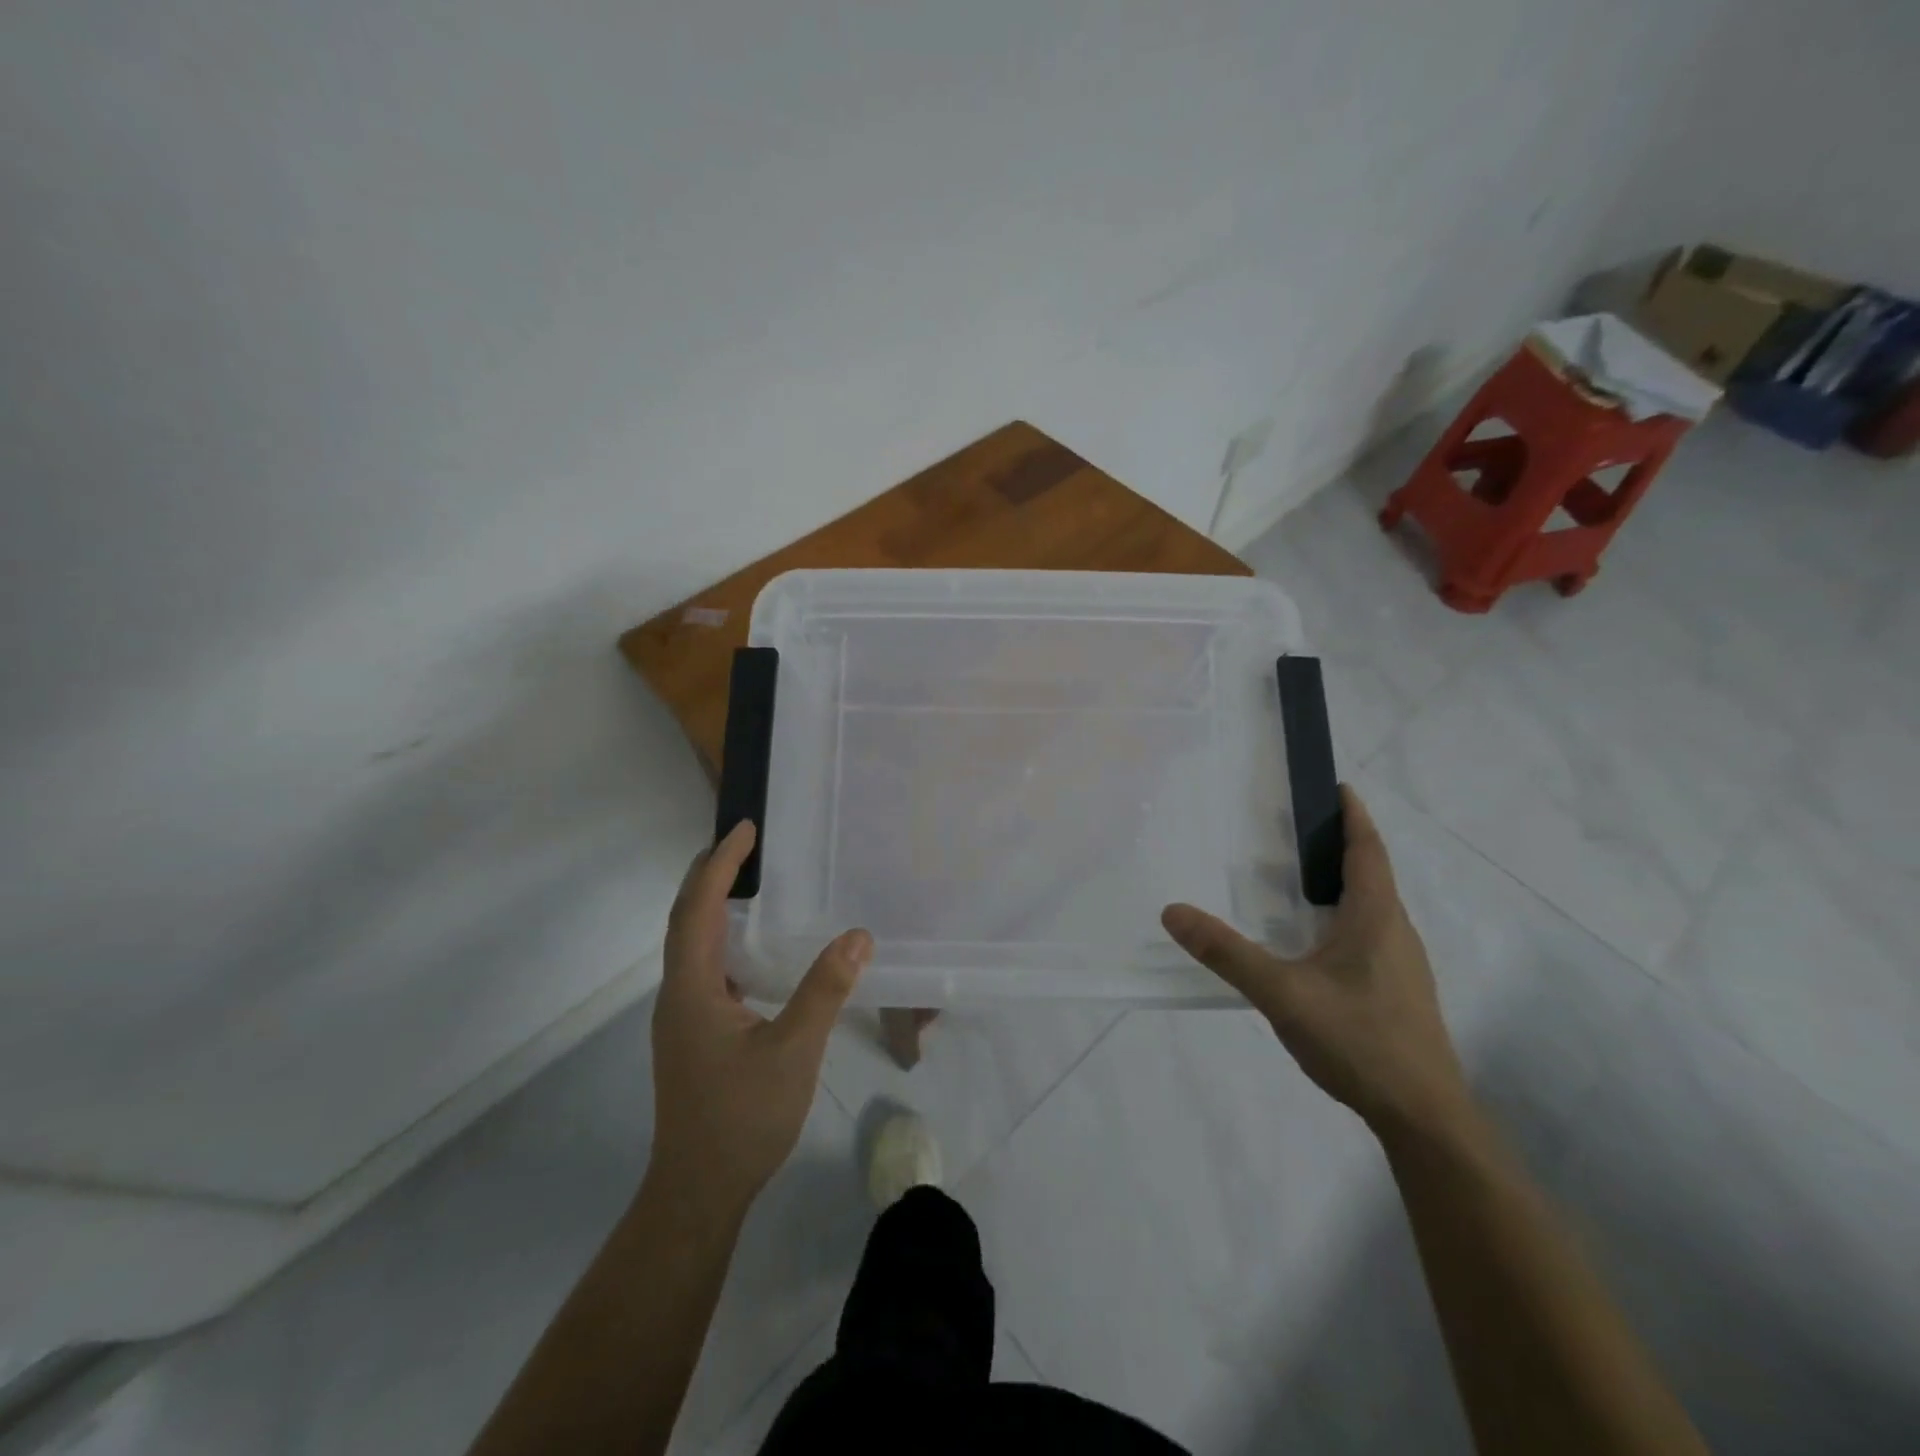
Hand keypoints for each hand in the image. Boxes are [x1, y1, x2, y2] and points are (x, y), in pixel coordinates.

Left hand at [648, 821, 870, 1219]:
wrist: (698, 1191)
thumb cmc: (742, 1119)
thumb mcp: (793, 1051)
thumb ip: (824, 990)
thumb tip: (858, 935)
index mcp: (692, 989)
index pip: (699, 909)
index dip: (720, 865)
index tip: (745, 829)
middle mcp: (678, 994)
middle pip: (686, 918)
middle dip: (711, 874)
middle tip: (745, 842)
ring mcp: (682, 1016)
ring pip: (691, 943)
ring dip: (713, 904)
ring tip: (748, 879)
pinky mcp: (693, 1033)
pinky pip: (704, 966)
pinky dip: (722, 937)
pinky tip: (752, 947)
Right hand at [1161, 785, 1468, 1132]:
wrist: (1424, 1118)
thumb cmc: (1359, 1041)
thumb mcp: (1282, 994)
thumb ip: (1227, 953)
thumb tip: (1174, 911)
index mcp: (1376, 918)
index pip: (1368, 851)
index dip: (1354, 816)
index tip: (1337, 787)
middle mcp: (1396, 932)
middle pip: (1371, 875)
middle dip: (1338, 847)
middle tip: (1292, 831)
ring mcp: (1402, 965)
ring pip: (1371, 908)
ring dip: (1339, 884)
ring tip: (1295, 881)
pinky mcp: (1398, 993)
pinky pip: (1369, 935)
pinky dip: (1341, 918)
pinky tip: (1311, 943)